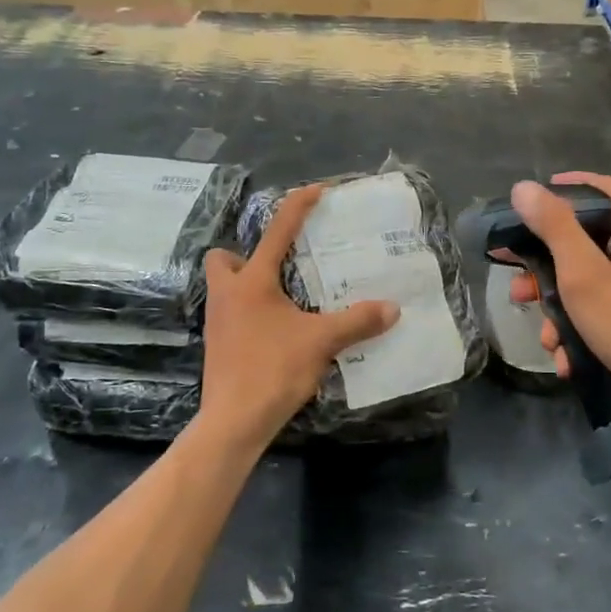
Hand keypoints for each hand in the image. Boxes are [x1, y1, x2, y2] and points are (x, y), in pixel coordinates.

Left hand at [198, 184, 398, 447]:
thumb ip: (357, 321)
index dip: (298, 206)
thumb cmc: (272, 369)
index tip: (317, 190)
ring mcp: (217, 322)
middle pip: (224, 258)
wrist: (233, 421)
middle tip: (278, 267)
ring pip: (225, 288)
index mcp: (253, 282)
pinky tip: (276, 330)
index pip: (277, 231)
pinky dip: (251, 312)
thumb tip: (392, 308)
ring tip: (284, 298)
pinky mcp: (217, 346)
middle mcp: (228, 295)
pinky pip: (231, 314)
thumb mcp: (321, 341)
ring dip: (249, 284)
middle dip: (246, 255)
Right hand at [506, 172, 610, 430]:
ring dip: (560, 312)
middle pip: (589, 246)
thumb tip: (524, 187)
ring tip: (545, 337)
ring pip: (589, 289)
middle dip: (548, 267)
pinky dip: (580, 336)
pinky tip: (566, 360)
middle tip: (520, 283)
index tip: (544, 191)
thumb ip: (554, 228)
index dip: (579, 183)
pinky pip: (602, 319)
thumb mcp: (583, 272)